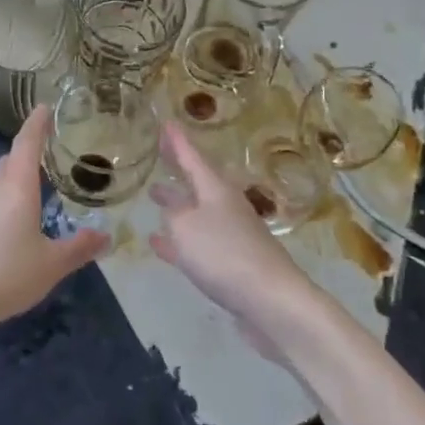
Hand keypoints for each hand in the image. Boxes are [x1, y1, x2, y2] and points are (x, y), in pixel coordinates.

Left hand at [0, 106, 108, 343]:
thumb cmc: (5, 274)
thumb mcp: (51, 265)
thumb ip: (78, 248)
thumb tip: (106, 236)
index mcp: (17, 187)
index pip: (27, 144)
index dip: (37, 123)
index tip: (44, 106)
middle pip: (10, 159)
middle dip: (28, 150)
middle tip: (49, 148)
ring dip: (16, 174)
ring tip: (37, 183)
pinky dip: (6, 197)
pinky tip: (16, 219)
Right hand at [150, 123, 320, 347]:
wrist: (271, 301)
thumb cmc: (224, 253)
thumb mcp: (185, 227)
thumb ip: (173, 215)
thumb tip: (173, 211)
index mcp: (215, 189)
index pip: (192, 157)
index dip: (177, 141)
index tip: (166, 122)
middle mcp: (225, 206)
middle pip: (197, 181)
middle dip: (178, 168)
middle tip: (161, 152)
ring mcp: (230, 235)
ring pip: (196, 211)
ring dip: (176, 203)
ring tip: (154, 195)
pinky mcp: (230, 263)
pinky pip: (197, 243)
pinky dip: (178, 240)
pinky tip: (158, 243)